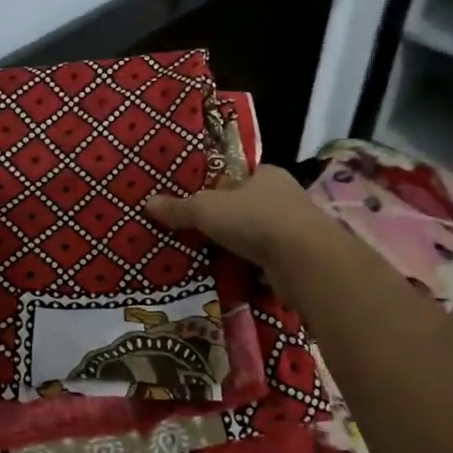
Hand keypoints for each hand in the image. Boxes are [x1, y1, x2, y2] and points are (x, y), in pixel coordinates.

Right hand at [144, 167, 333, 294]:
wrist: (304, 259)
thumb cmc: (254, 219)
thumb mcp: (206, 210)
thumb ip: (179, 208)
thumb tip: (148, 203)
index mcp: (267, 174)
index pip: (238, 177)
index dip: (217, 188)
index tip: (198, 204)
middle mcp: (286, 197)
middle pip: (248, 206)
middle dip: (228, 220)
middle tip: (199, 233)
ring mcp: (296, 229)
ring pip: (259, 235)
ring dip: (240, 246)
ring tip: (211, 258)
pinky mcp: (299, 259)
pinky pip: (268, 261)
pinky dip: (253, 269)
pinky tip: (234, 277)